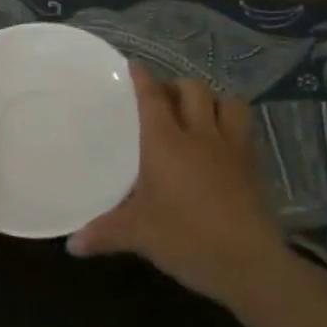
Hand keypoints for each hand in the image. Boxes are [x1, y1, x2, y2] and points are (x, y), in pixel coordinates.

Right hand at [67, 64, 279, 301]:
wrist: (248, 263)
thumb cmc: (185, 238)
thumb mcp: (138, 235)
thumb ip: (103, 233)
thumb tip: (71, 244)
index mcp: (165, 142)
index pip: (152, 97)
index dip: (142, 77)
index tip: (133, 64)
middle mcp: (200, 135)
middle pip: (193, 90)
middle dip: (177, 85)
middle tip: (163, 98)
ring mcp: (233, 148)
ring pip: (229, 103)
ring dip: (212, 100)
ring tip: (199, 112)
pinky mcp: (255, 167)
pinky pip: (245, 131)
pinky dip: (233, 126)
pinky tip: (223, 143)